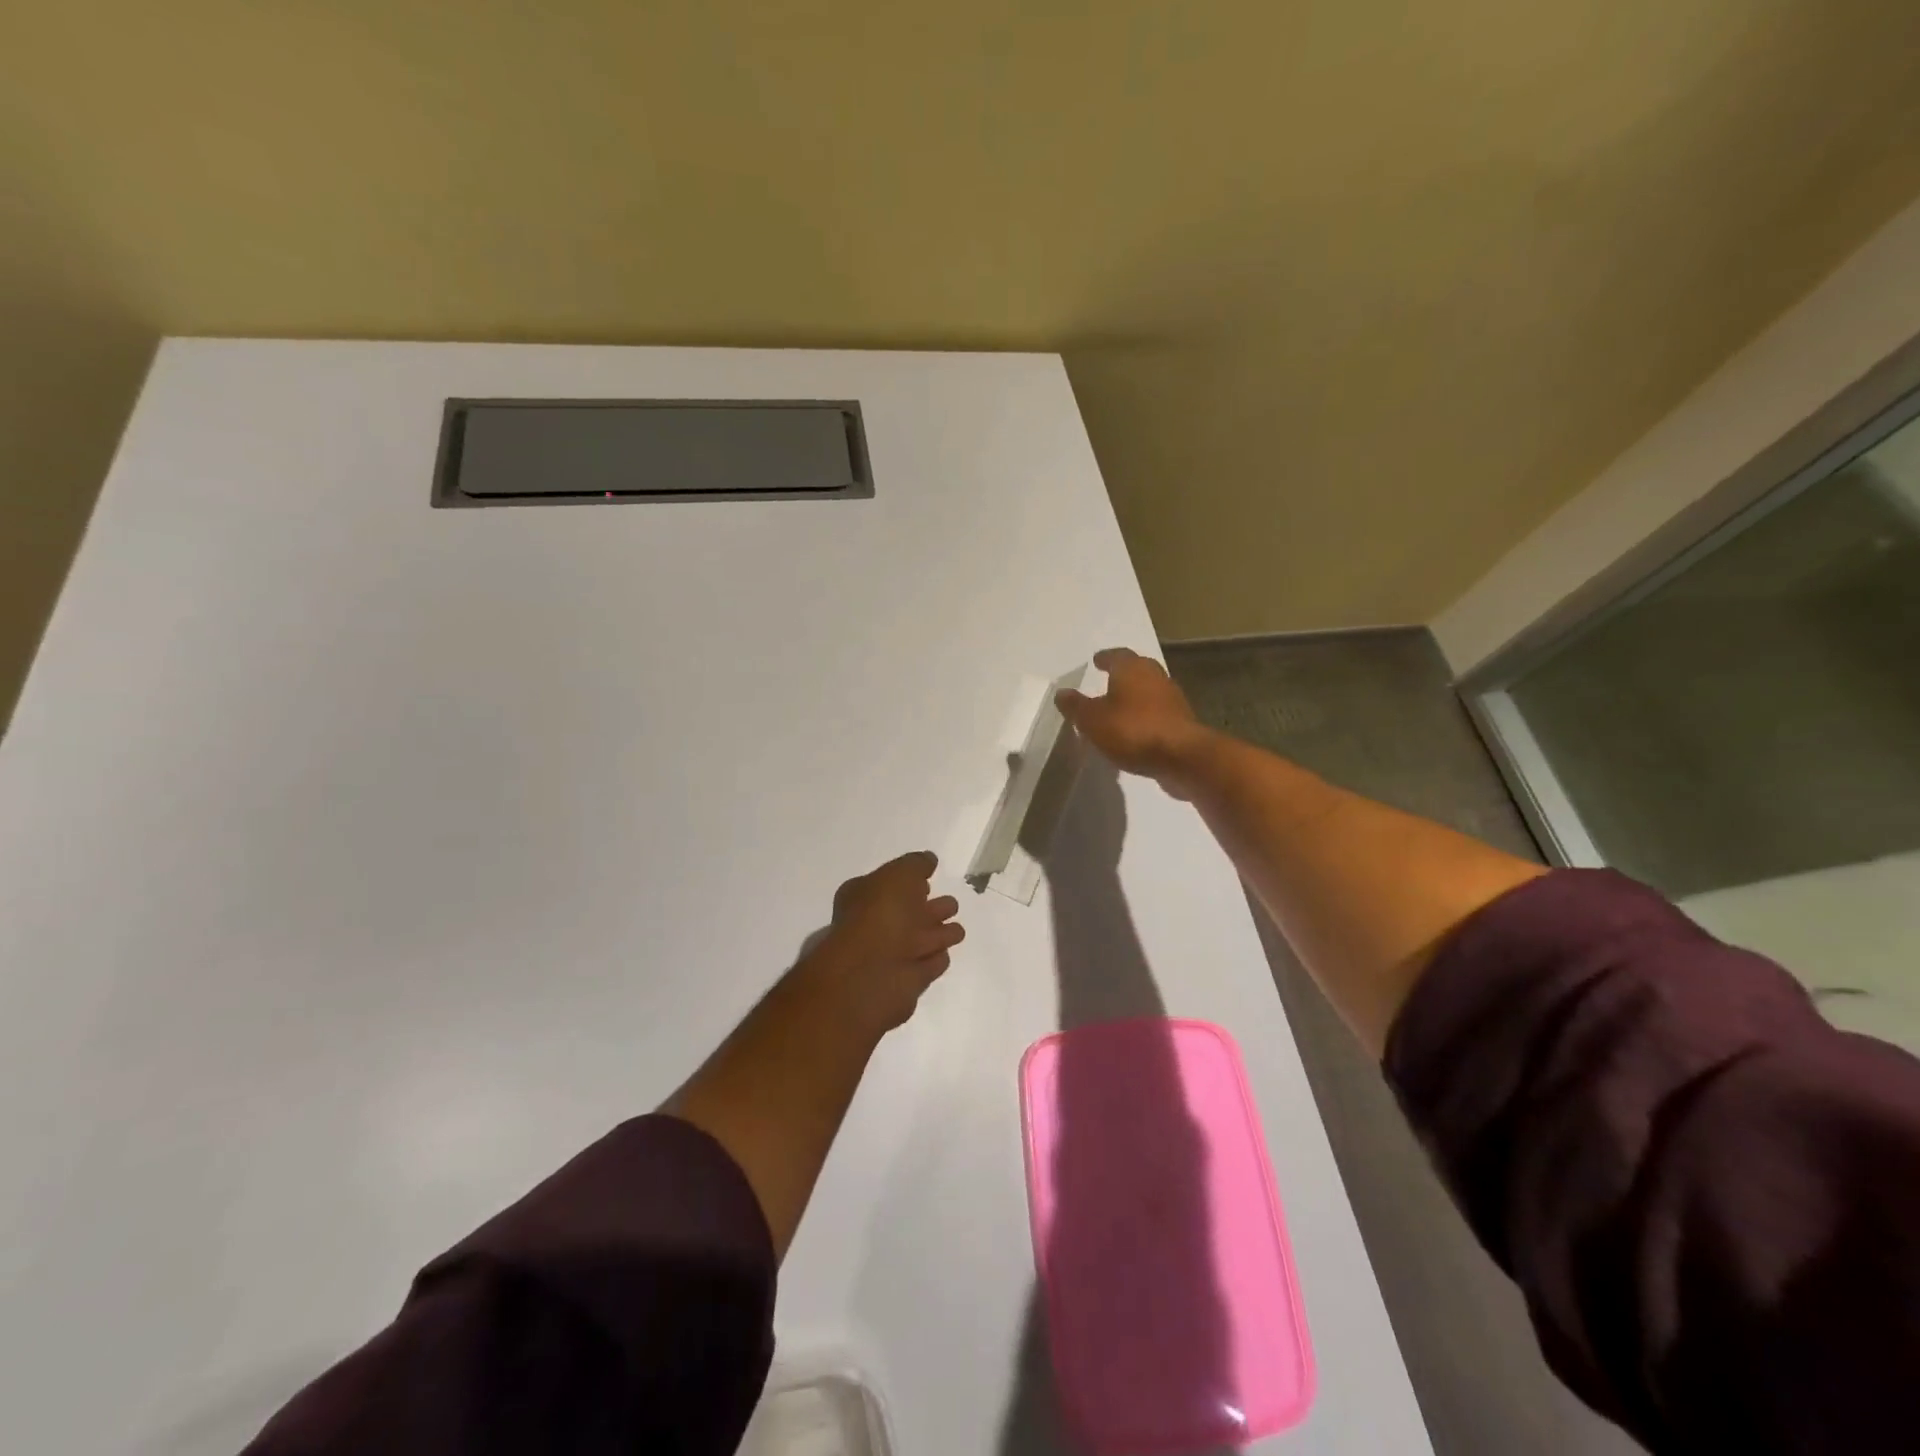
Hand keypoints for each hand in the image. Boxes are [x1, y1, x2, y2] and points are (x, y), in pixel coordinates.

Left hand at [804, 851, 964, 1032]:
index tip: (928, 878)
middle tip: (951, 904)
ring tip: (957, 929)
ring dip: (939, 934)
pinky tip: (945, 954)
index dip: (909, 882)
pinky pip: (928, 965)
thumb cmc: (882, 914)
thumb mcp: (899, 874)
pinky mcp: (909, 982)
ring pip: (923, 940)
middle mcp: (877, 926)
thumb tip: (929, 860)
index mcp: (865, 897)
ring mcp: (893, 956)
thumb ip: (916, 864)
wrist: (874, 973)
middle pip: (910, 914)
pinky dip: (935, 959)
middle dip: (932, 909)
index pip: (889, 886)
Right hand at [1056, 648, 1212, 791]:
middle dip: (1122, 674)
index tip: (1096, 661)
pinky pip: (1157, 712)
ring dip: (1134, 696)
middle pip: (1137, 669)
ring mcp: (1172, 699)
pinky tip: (1134, 730)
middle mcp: (1155, 676)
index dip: (1105, 658)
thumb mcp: (1092, 720)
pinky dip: (1145, 716)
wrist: (1182, 757)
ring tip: (1117, 707)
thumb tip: (1061, 693)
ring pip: (1149, 691)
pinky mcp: (1181, 722)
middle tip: (1107, 680)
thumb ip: (1076, 706)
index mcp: (1132, 668)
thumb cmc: (1132, 730)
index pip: (1116, 655)